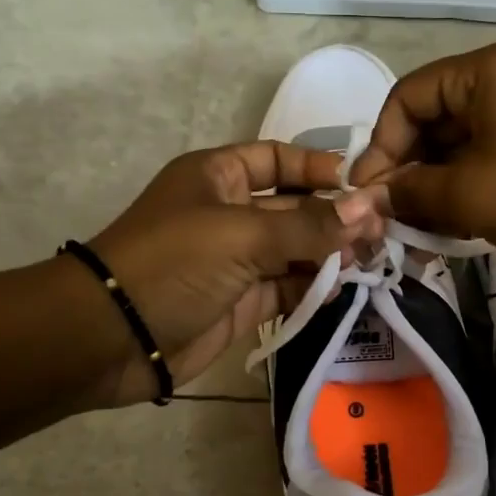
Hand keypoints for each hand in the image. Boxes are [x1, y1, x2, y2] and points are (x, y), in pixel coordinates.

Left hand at [83, 142, 382, 406]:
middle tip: (382, 230)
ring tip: (373, 259)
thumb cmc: (173, 262)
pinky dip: (314, 287)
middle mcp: (229, 213)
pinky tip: (344, 288)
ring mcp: (236, 260)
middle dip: (335, 216)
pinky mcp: (242, 302)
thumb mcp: (242, 234)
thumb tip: (368, 209)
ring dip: (331, 253)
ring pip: (295, 250)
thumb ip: (308, 226)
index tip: (361, 182)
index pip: (276, 159)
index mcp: (217, 177)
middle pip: (293, 207)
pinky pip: (287, 286)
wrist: (113, 337)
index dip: (317, 167)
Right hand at [347, 39, 495, 285]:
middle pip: (433, 118)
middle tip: (388, 218)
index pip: (409, 97)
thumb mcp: (468, 196)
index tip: (368, 194)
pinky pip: (487, 158)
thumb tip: (366, 197)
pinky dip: (463, 189)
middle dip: (407, 169)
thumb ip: (409, 191)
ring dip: (433, 185)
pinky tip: (446, 226)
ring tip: (414, 230)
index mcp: (490, 70)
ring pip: (459, 144)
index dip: (382, 145)